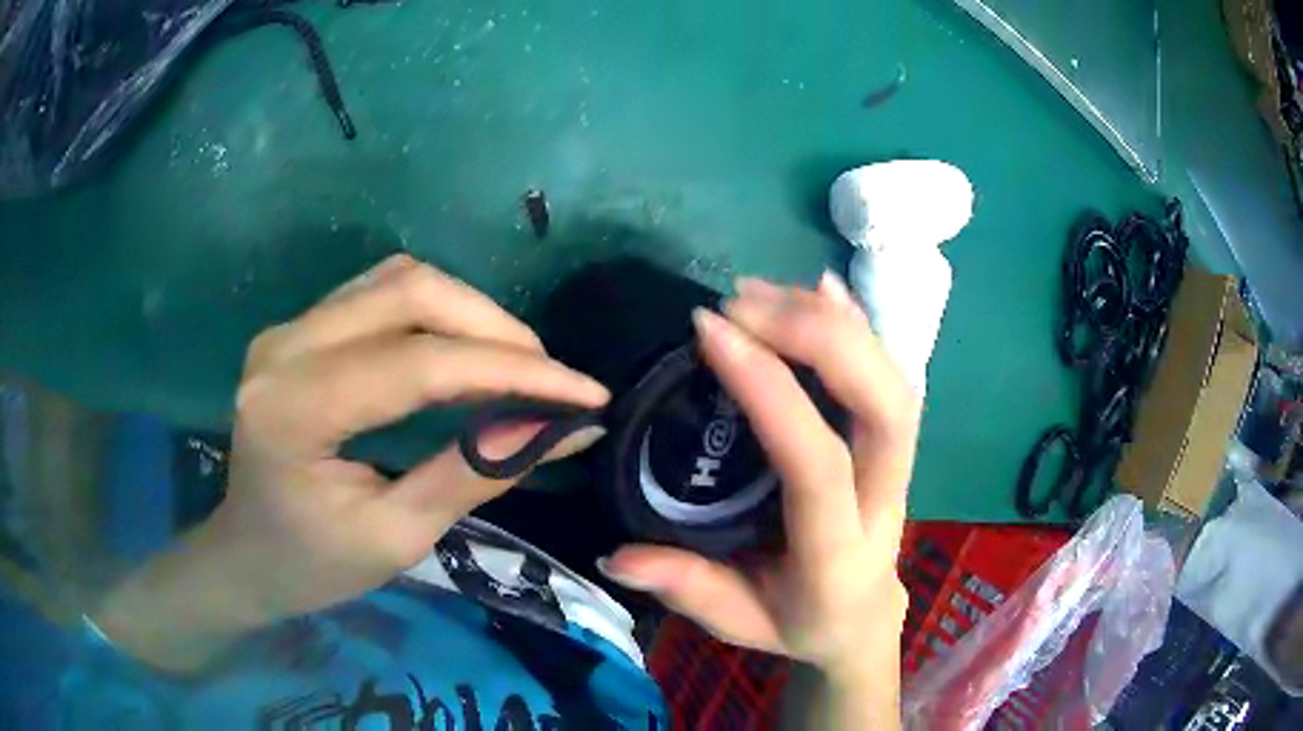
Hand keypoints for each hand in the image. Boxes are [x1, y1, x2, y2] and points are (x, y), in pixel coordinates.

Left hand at [96, 255, 608, 669]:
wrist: (247, 555)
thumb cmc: (314, 566)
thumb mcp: (398, 536)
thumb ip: (477, 472)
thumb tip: (565, 429)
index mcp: (295, 410)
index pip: (417, 364)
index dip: (511, 372)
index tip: (585, 394)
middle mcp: (284, 346)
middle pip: (409, 291)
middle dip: (495, 328)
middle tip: (549, 378)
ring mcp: (287, 328)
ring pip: (398, 278)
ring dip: (469, 312)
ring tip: (515, 364)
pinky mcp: (298, 327)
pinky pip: (379, 292)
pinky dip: (435, 311)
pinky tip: (461, 350)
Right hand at [601, 273, 917, 715]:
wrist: (862, 619)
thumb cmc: (798, 620)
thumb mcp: (739, 620)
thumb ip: (686, 588)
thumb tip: (617, 556)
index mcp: (838, 553)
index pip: (818, 463)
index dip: (769, 390)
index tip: (709, 333)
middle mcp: (884, 499)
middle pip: (883, 403)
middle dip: (817, 338)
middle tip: (739, 304)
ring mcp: (900, 466)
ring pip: (891, 378)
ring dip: (831, 322)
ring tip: (759, 292)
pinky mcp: (894, 442)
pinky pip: (889, 372)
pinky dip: (857, 324)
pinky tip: (821, 287)